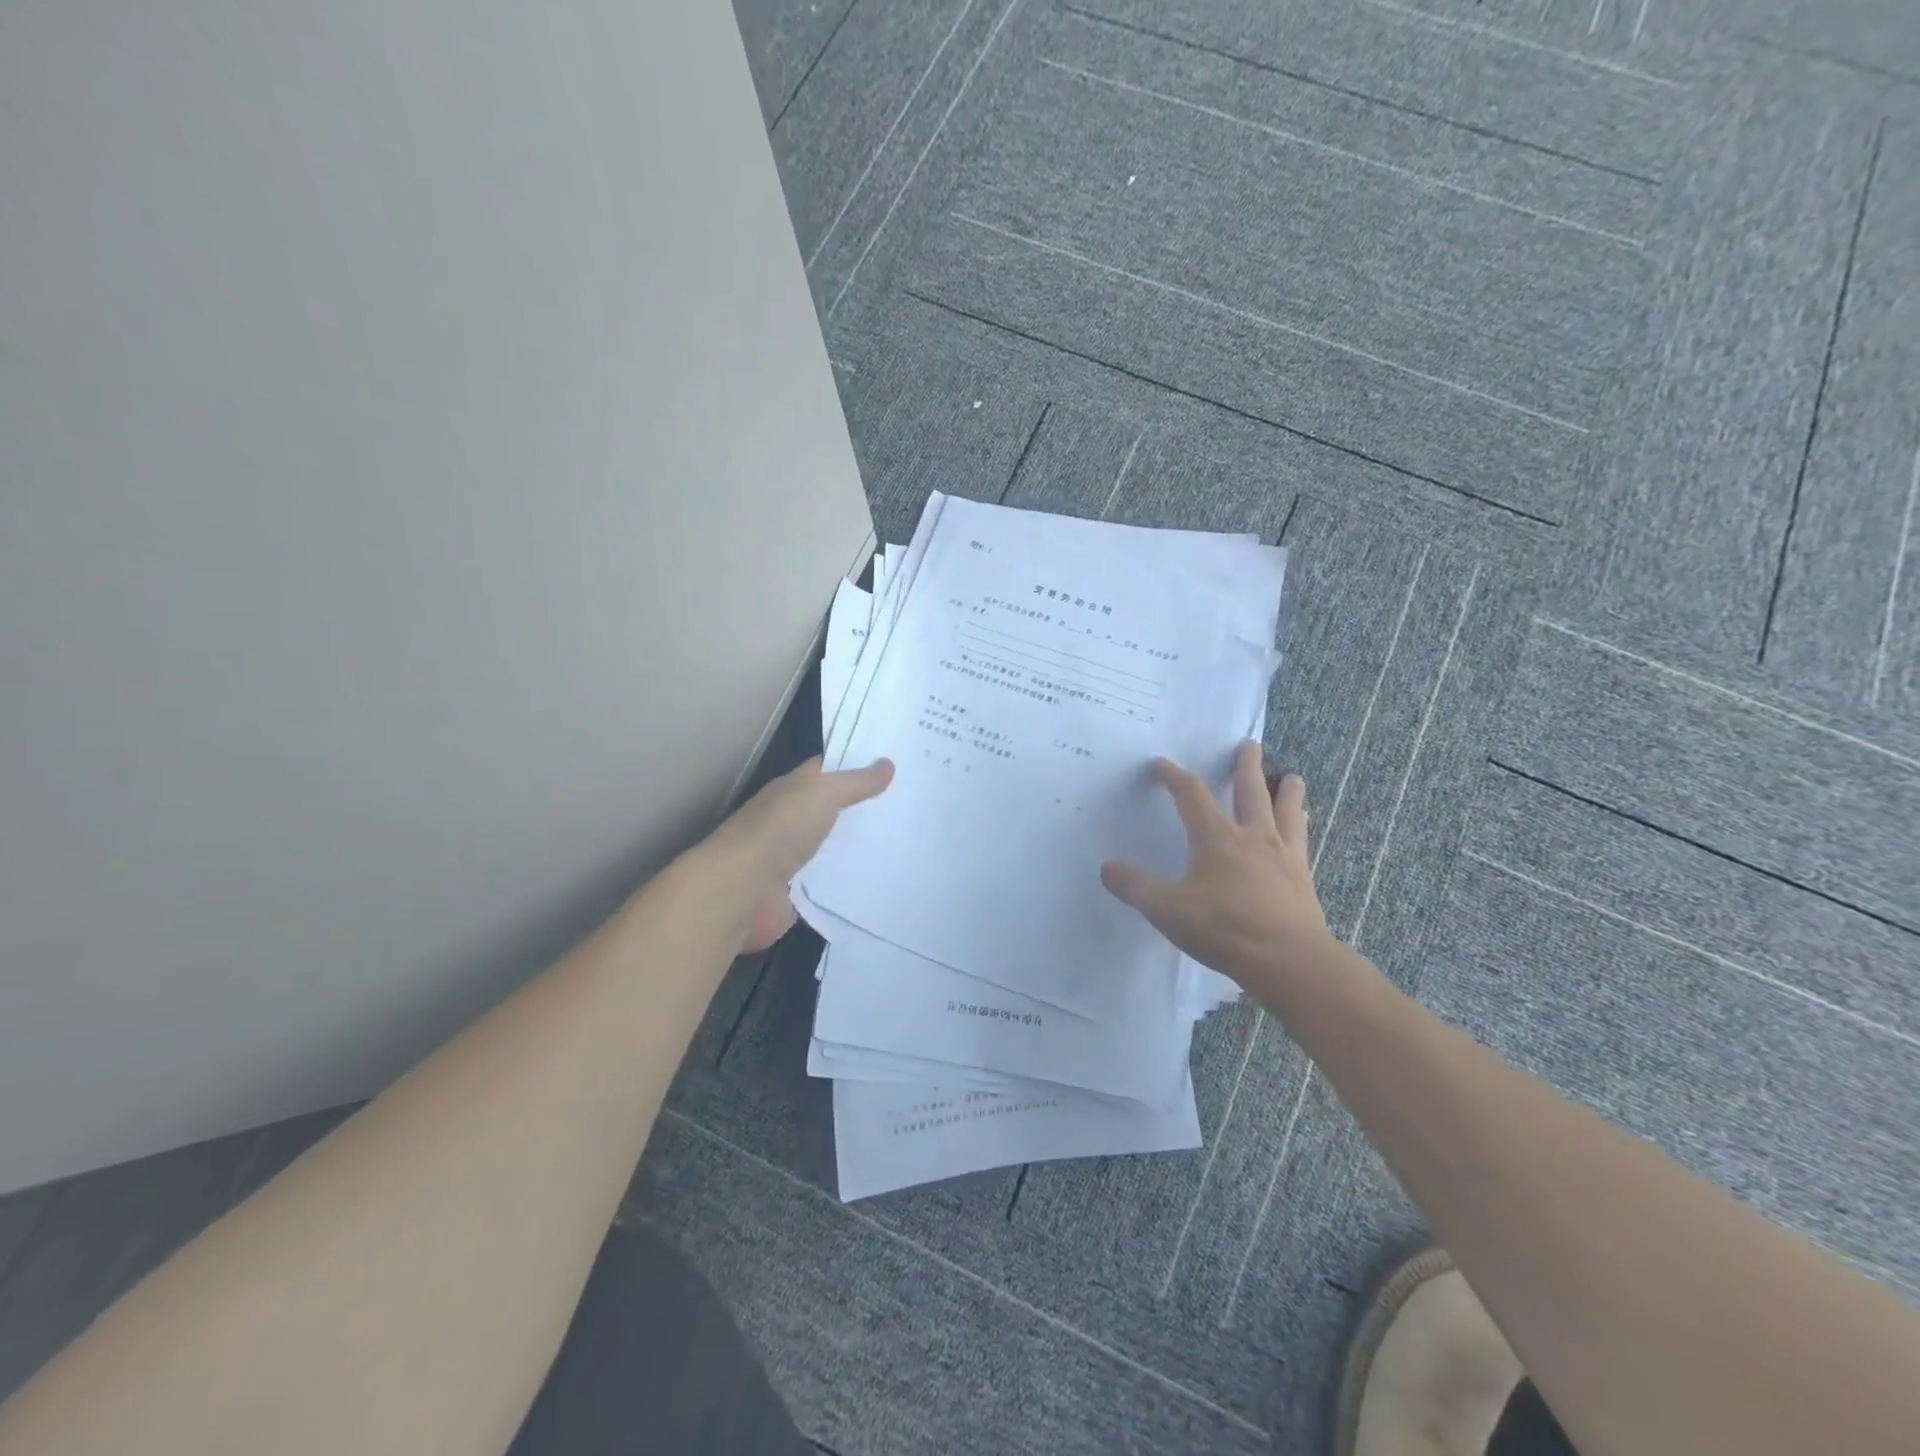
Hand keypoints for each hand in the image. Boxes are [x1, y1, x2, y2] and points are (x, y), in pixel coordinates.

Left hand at [699, 756, 893, 952]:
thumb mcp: (822, 794)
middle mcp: (792, 820)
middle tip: (912, 806)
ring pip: (835, 846)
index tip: (896, 764)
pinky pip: (832, 882)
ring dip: (861, 845)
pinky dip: (852, 879)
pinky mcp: (798, 893)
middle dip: (867, 807)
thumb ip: (856, 782)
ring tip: (908, 842)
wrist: (741, 891)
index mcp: (792, 790)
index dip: (858, 764)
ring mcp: (794, 858)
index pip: (828, 770)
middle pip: (834, 809)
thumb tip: (888, 764)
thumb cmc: (779, 831)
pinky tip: (884, 877)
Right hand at [1100, 743, 1330, 986]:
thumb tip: (1107, 868)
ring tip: (1292, 778)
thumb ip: (1135, 887)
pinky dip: (1301, 828)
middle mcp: (1252, 837)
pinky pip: (1303, 843)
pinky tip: (1303, 831)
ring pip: (1287, 812)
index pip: (1190, 794)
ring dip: (1287, 792)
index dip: (1173, 776)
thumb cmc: (1224, 928)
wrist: (1289, 961)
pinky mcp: (1303, 880)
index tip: (1160, 764)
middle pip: (1250, 791)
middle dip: (1246, 766)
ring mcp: (1283, 856)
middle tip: (1249, 745)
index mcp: (1216, 837)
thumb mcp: (1166, 910)